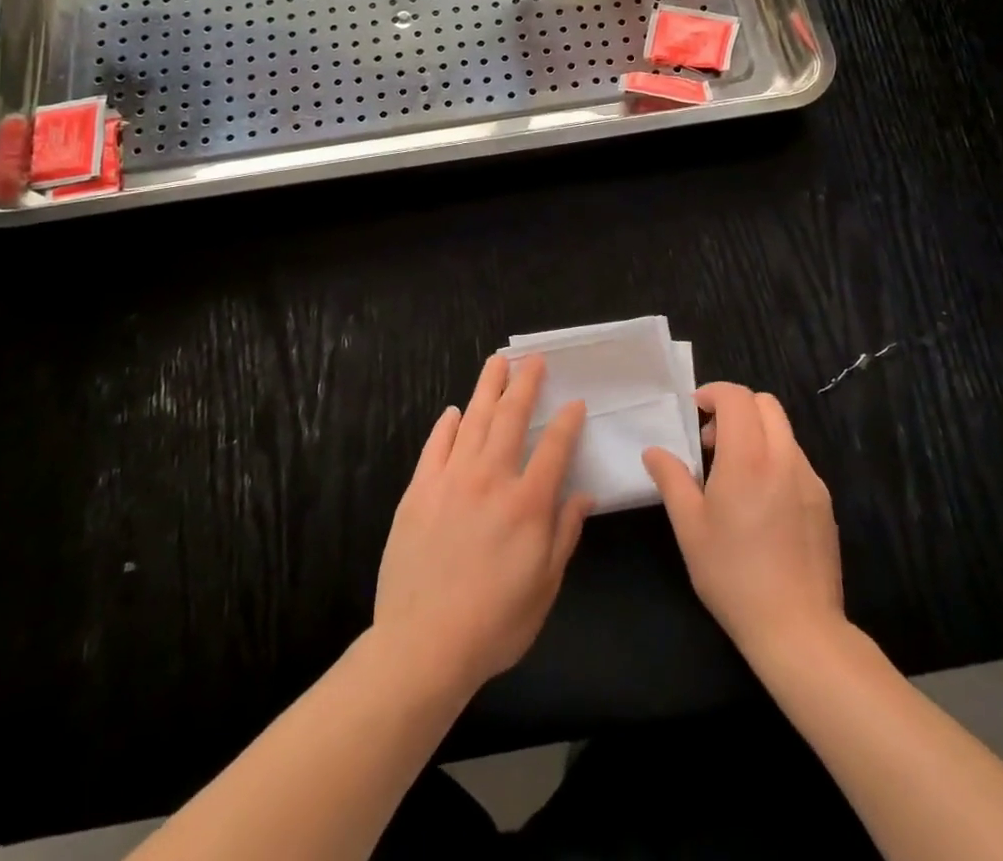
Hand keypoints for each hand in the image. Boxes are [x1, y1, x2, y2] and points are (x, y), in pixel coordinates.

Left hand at [374, 354, 590, 694]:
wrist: (424, 643)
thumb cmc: (495, 622)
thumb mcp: (545, 586)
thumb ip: (564, 534)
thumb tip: (583, 495)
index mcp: (528, 502)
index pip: (555, 446)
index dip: (567, 421)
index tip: (575, 402)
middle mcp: (491, 478)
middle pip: (511, 417)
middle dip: (525, 383)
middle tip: (532, 358)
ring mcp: (451, 479)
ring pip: (473, 420)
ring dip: (487, 388)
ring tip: (496, 362)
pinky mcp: (419, 490)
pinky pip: (435, 446)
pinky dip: (446, 425)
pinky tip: (454, 411)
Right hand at [643, 381, 843, 658]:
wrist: (798, 629)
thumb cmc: (733, 576)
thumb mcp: (689, 528)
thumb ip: (671, 479)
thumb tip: (655, 451)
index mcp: (748, 458)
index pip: (736, 397)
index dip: (712, 394)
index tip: (693, 415)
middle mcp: (784, 458)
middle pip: (765, 404)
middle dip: (735, 408)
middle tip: (710, 441)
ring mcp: (810, 480)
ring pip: (783, 431)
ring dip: (755, 434)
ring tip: (733, 474)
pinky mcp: (824, 502)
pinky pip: (796, 461)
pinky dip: (774, 459)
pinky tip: (760, 503)